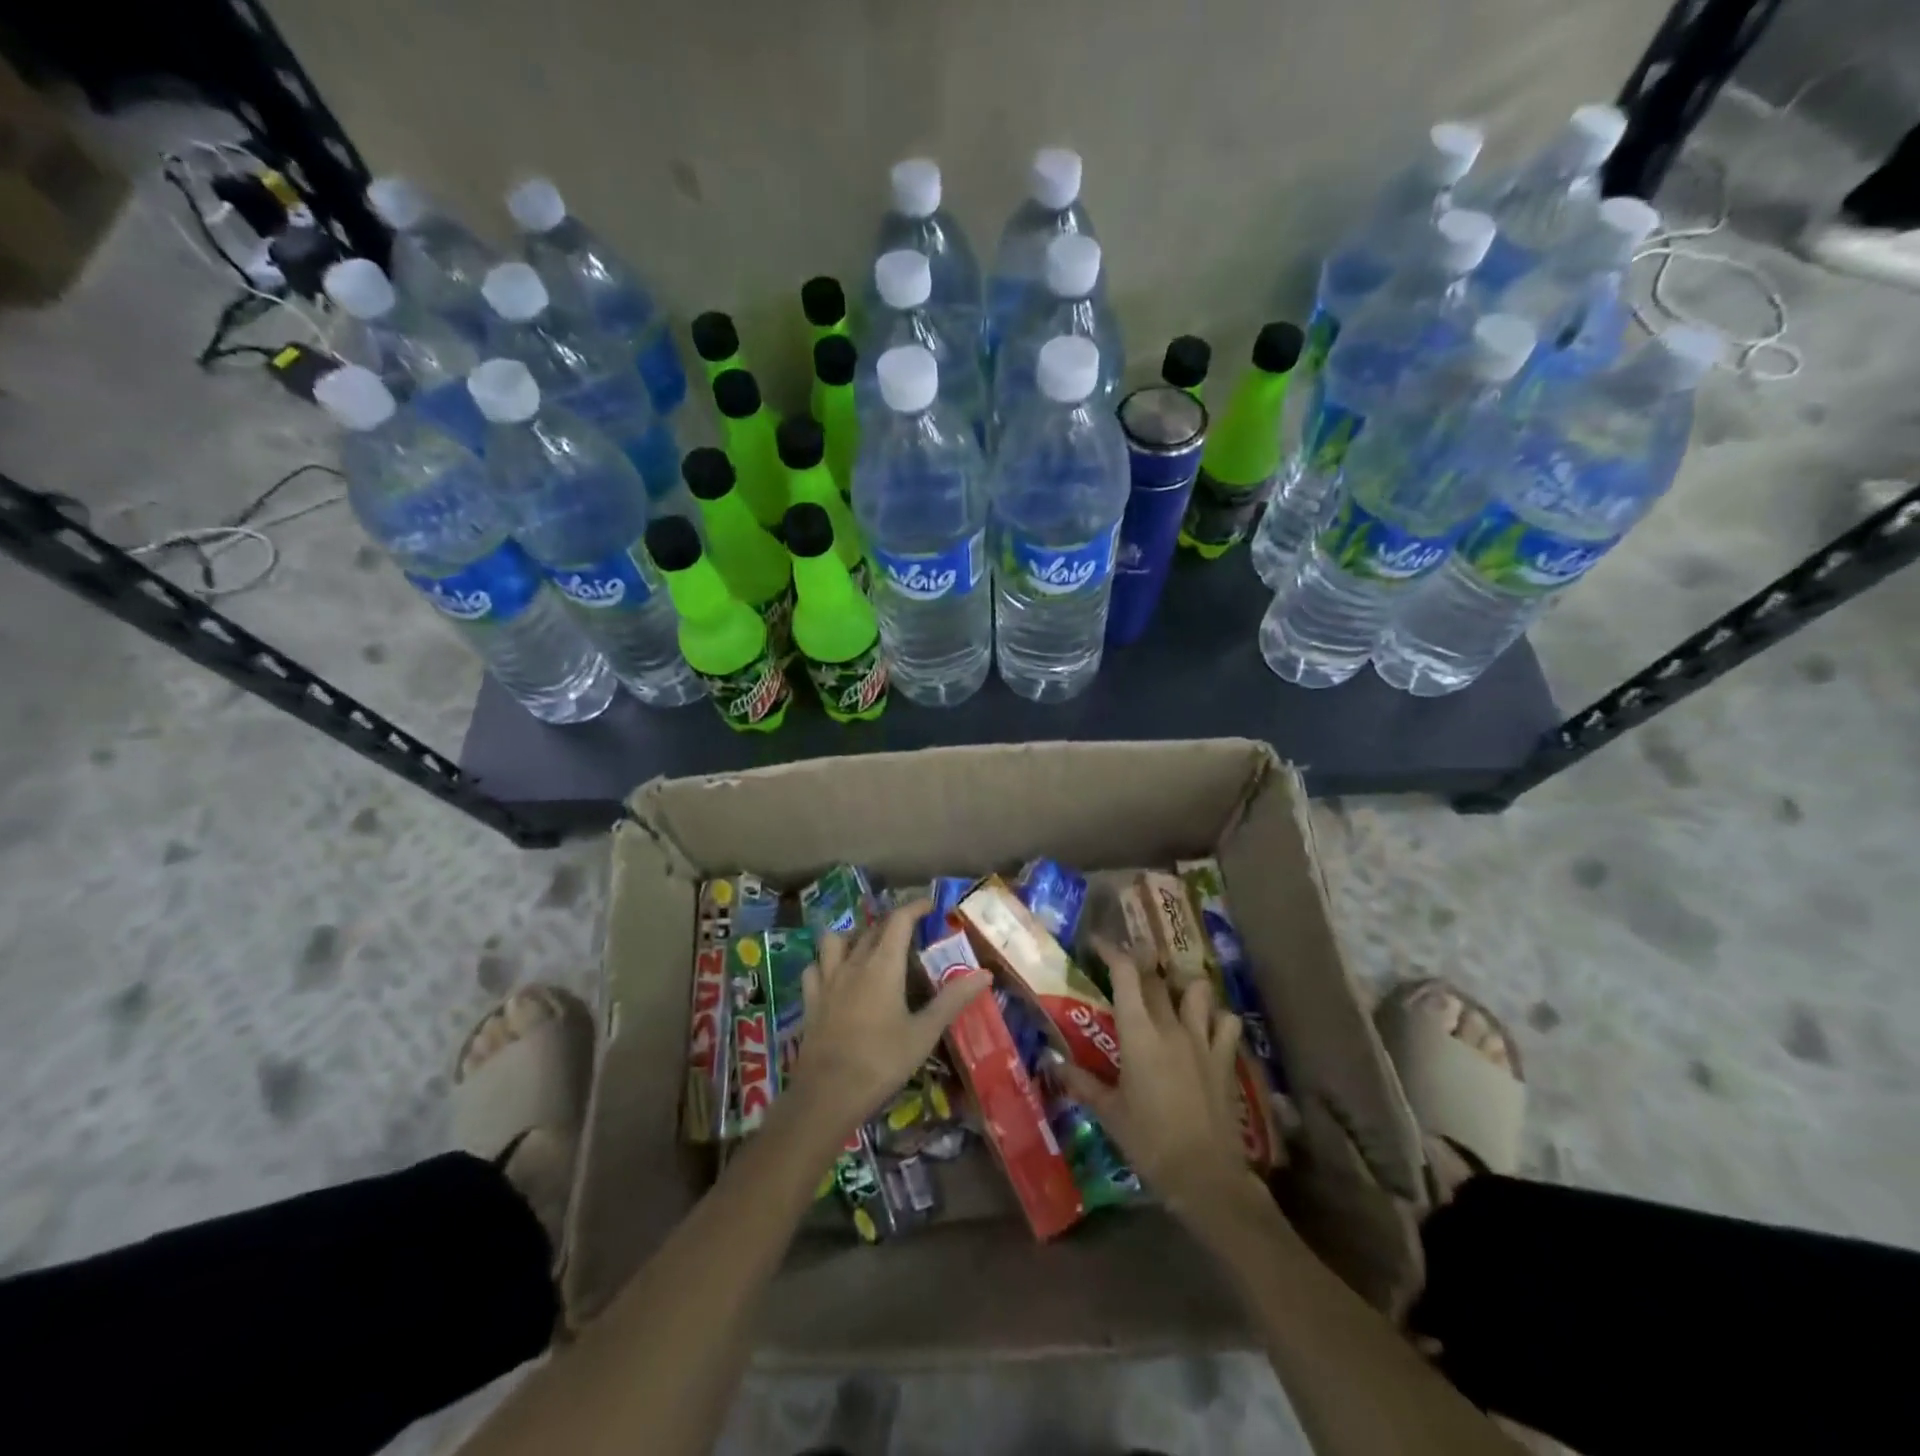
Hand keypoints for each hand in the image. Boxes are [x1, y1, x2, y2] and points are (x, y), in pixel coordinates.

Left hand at [784, 900, 988, 1141]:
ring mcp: (827, 981)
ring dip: (853, 936)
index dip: (915, 907)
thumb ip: (953, 1000)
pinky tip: (835, 975)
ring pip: (836, 941)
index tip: (930, 905)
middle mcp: (853, 963)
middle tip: (909, 931)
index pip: (899, 920)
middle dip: (891, 923)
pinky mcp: (810, 1000)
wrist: (827, 1094)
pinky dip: (825, 963)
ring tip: (867, 947)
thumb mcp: (924, 1033)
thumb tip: (985, 974)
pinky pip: (814, 968)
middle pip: (871, 929)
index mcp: (883, 965)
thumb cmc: (881, 1061)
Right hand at [1057, 938, 1250, 1217]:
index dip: (1112, 951)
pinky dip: (1217, 1016)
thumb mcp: (1109, 1113)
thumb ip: (1082, 1083)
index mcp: (1139, 1034)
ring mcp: (1203, 1040)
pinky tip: (1207, 1025)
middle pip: (1157, 978)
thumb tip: (1054, 1064)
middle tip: (1127, 965)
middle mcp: (1171, 1026)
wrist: (1205, 1176)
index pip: (1126, 975)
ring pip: (1198, 990)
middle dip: (1140, 964)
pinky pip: (1227, 1022)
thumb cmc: (1149, 1142)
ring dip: (1184, 985)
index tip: (1098, 943)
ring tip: (1172, 992)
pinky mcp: (1225, 1058)